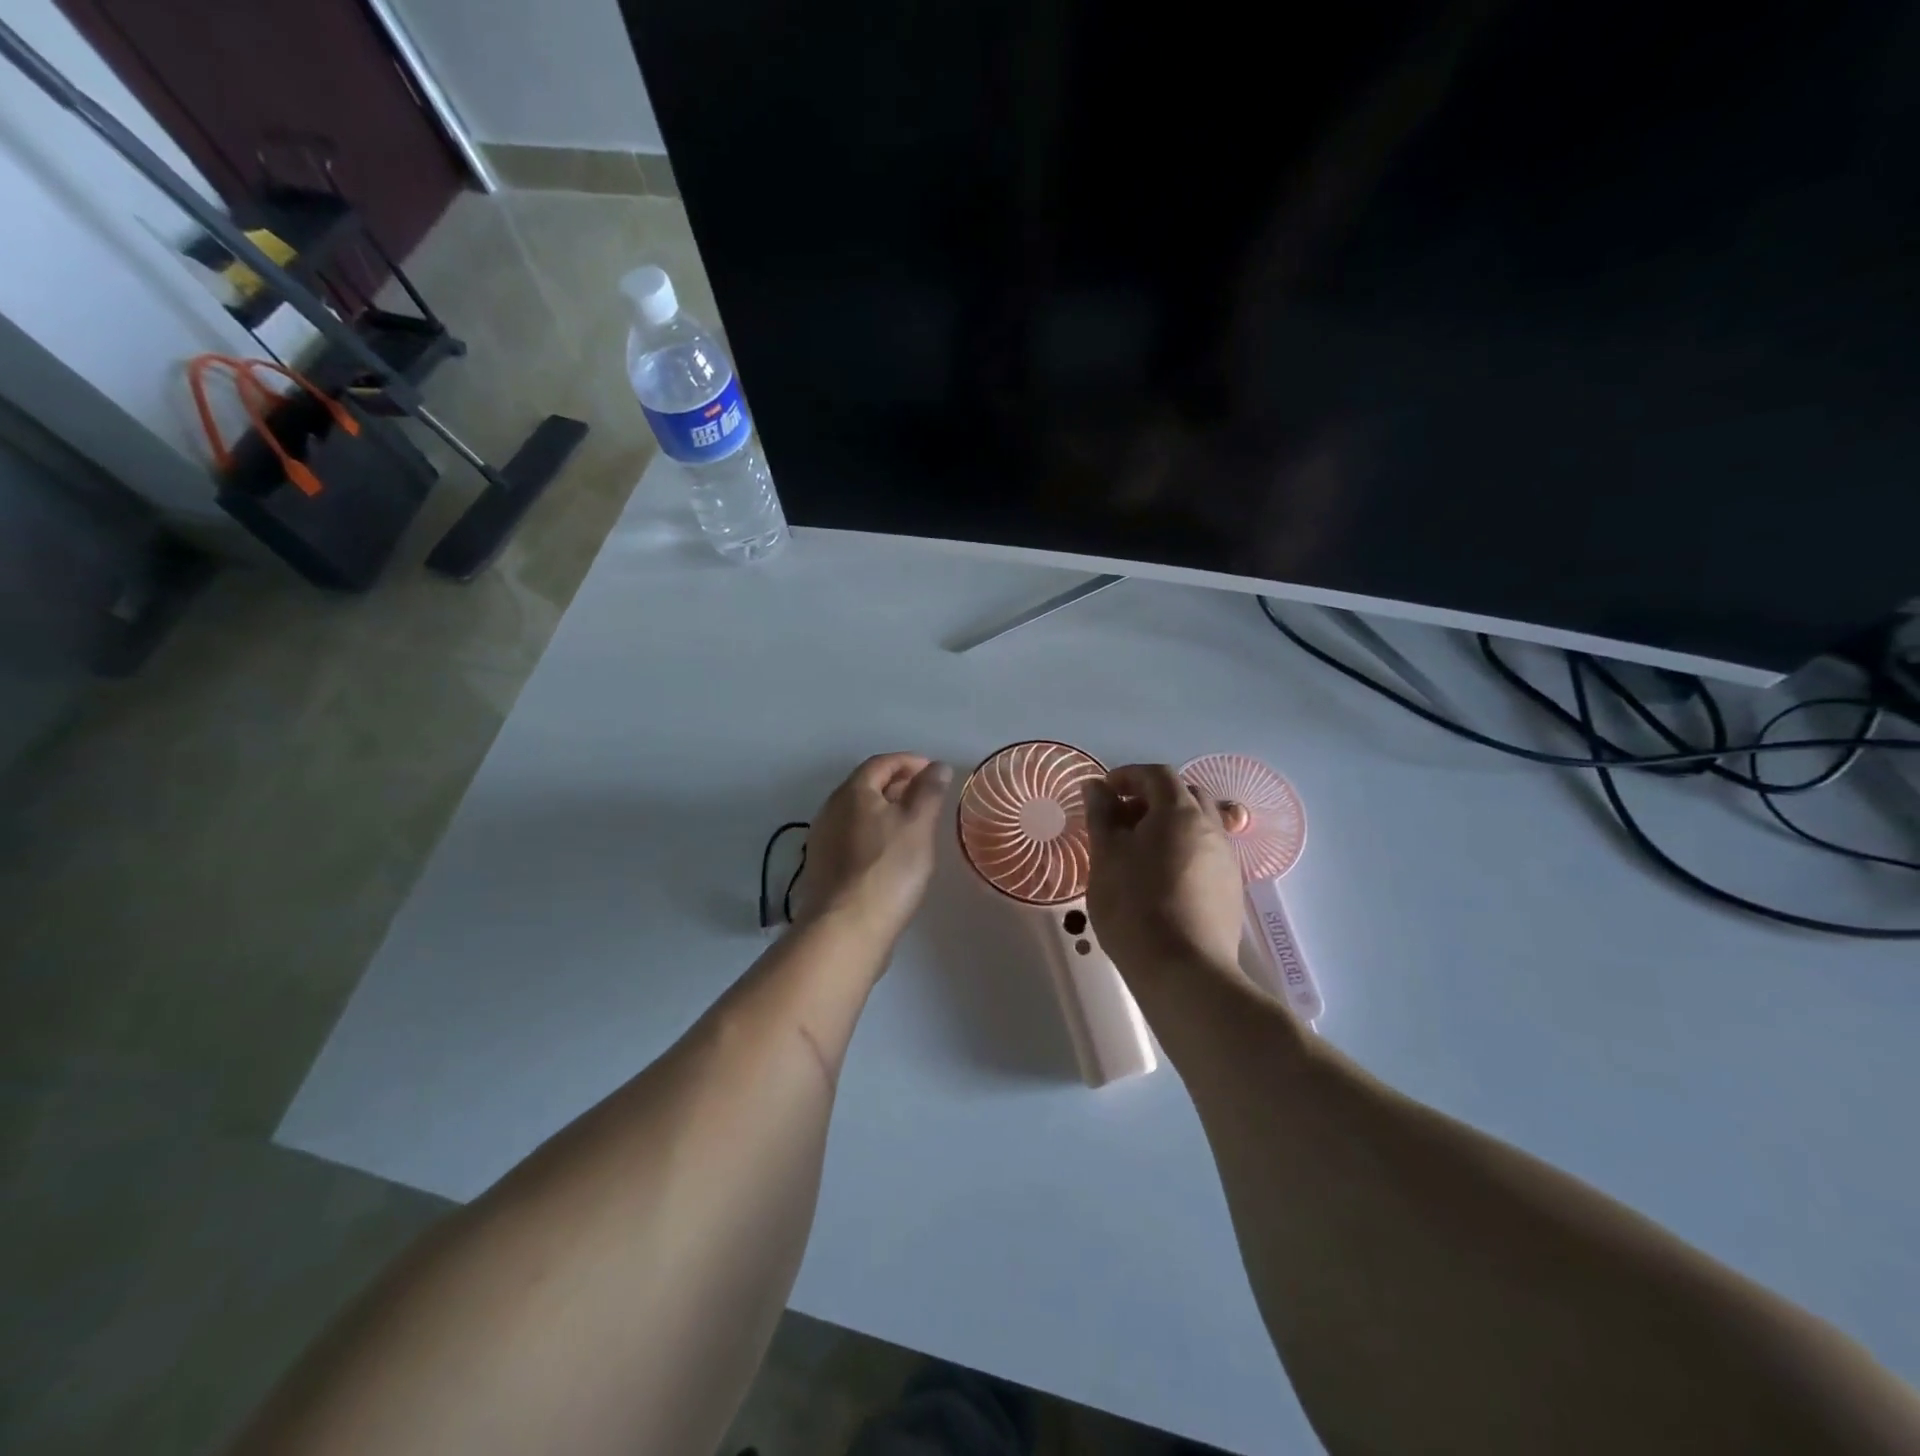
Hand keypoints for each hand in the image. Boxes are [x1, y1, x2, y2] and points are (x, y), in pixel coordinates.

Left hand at [798, 754, 951, 940]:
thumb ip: (929, 792)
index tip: (934, 770)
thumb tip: (937, 766)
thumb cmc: (888, 869)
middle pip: (866, 786)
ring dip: (885, 810)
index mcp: (853, 792)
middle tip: (927, 794)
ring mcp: (823, 840)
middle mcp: (831, 809)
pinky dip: (874, 833)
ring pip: (858, 813)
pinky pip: (852, 836)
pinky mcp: (823, 867)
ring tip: (913, 823)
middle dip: (897, 784)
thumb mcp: (918, 824)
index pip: (882, 763)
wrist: (845, 928)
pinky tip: (890, 852)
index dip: (909, 761)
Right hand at [1085, 764, 1246, 976]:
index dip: (1128, 776)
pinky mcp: (1230, 890)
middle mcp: (1211, 828)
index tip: (1103, 793)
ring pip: (1199, 825)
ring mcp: (1226, 860)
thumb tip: (1096, 786)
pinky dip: (1183, 850)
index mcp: (1180, 812)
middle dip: (1151, 798)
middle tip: (1121, 820)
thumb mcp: (1106, 856)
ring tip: (1140, 851)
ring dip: (1170, 825)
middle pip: (1184, 795)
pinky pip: (1206, 853)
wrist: (1184, 971)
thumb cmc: (1134, 906)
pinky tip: (1161, 879)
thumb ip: (1101, 814)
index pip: (1157, 774)